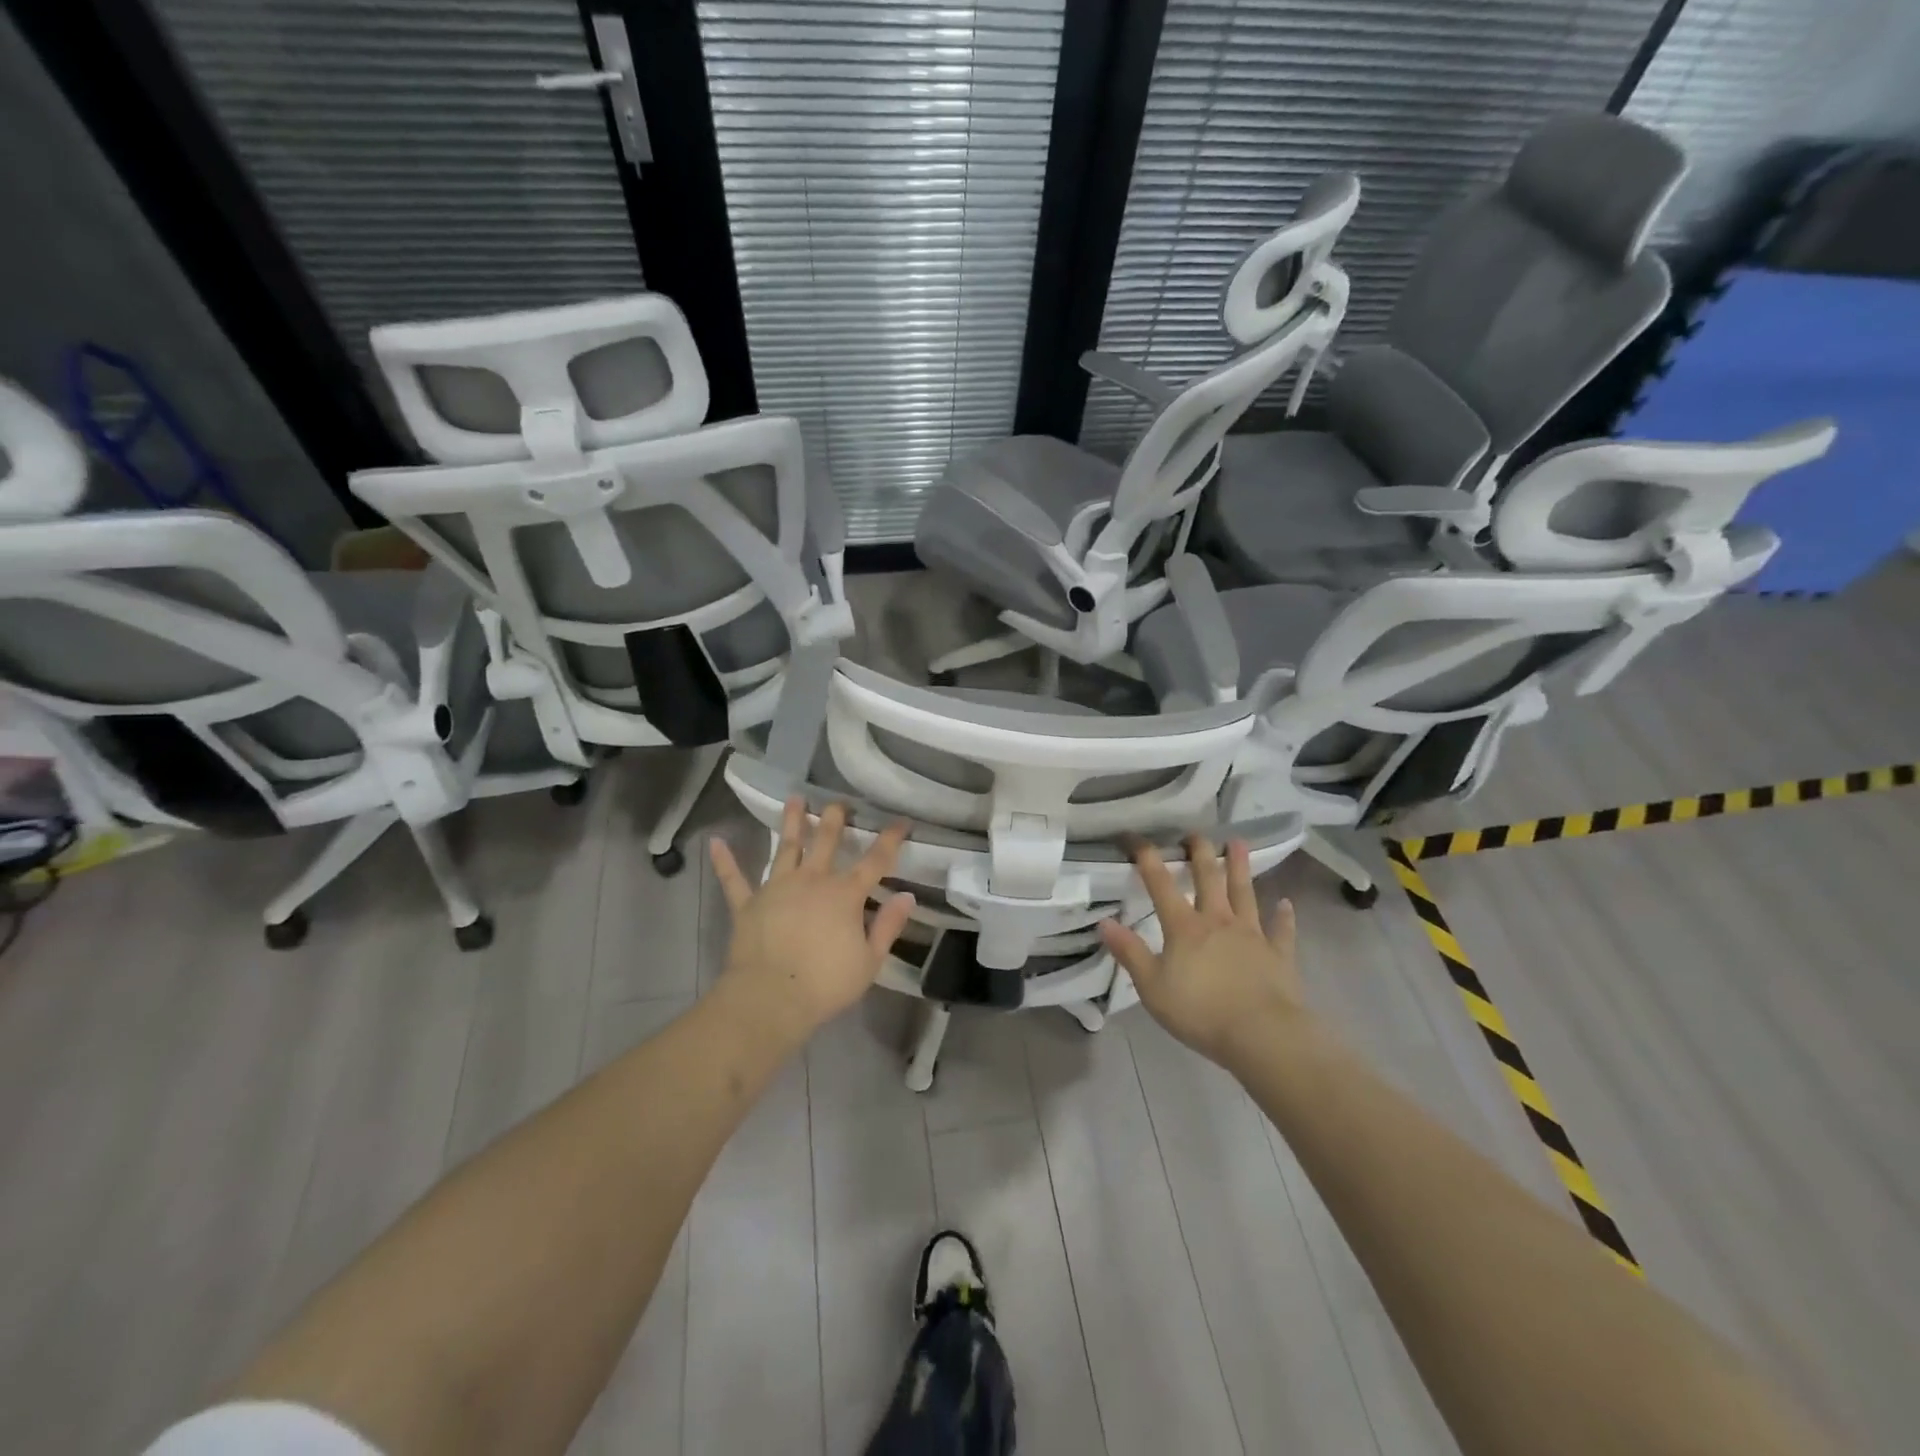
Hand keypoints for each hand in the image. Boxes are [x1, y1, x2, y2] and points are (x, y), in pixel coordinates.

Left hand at [709, 798, 914, 1042]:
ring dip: (791, 822)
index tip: (901, 821)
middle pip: (826, 841)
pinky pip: (734, 879)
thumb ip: (888, 926)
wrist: (771, 998)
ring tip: (794, 798)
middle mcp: (812, 881)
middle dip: (834, 818)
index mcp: (845, 895)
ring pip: (785, 847)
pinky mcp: (748, 904)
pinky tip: (715, 842)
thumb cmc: (826, 983)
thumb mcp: (870, 961)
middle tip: (839, 801)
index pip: (875, 861)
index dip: (890, 839)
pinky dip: (725, 861)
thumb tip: (907, 896)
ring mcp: (777, 888)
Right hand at [1098, 835, 1309, 1071]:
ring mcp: (1251, 935)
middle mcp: (1218, 921)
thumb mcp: (1152, 986)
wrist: (1262, 1034)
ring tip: (1238, 843)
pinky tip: (1286, 904)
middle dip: (1199, 853)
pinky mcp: (1278, 955)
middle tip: (1195, 833)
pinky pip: (1281, 930)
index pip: (1160, 884)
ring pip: (1244, 893)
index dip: (1147, 858)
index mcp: (1184, 928)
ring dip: (1240, 867)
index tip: (1135, 836)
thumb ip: (1129, 952)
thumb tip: (1104, 922)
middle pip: (1208, 879)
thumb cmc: (1200, 1011)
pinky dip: (1284, 916)